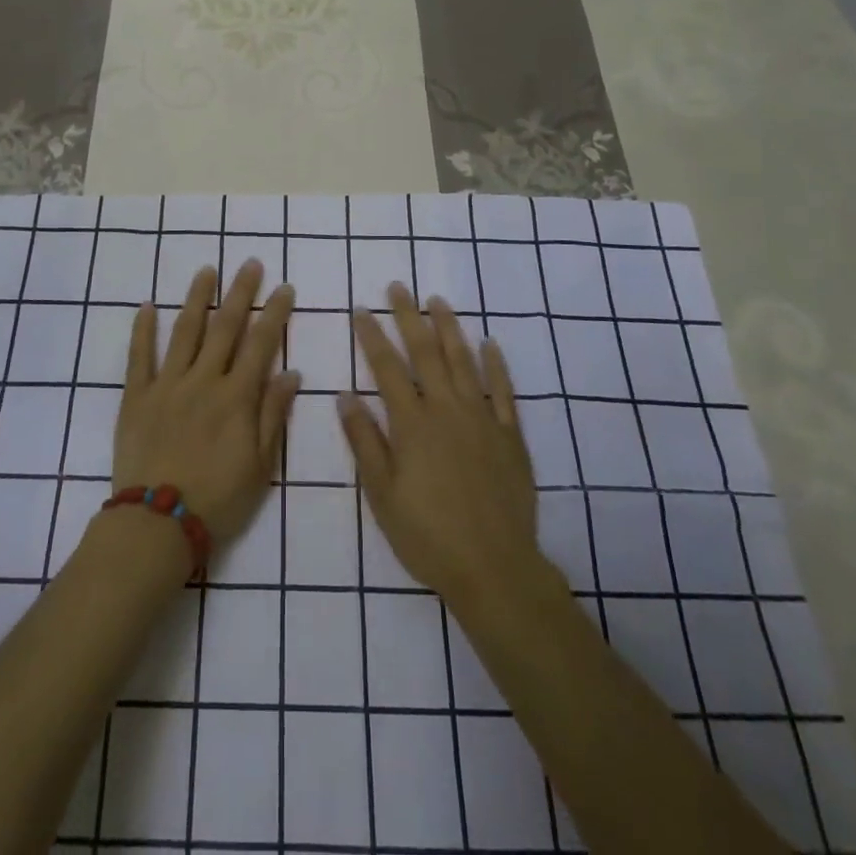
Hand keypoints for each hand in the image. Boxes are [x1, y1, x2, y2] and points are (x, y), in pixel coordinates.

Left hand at [115, 260, 298, 542]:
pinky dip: (143, 329)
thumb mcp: (260, 465)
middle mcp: (203, 380)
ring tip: (206, 270)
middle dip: (240, 293)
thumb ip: (273, 415)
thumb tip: (291, 372)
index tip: (284, 287)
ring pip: (184, 331)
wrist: (157, 523)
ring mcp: (167, 384)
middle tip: (250, 263)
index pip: (261, 344)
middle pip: (225, 327)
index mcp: (236, 397)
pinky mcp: (136, 396)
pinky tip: (147, 305)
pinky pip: (139, 356)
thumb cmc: (217, 499)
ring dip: (196, 298)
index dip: (275, 314)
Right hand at [341, 284, 543, 605]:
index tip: (361, 309)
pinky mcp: (510, 435)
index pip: (387, 368)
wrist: (494, 568)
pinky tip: (489, 343)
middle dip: (409, 317)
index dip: (372, 336)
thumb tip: (345, 395)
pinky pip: (504, 391)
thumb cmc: (428, 535)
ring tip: (438, 300)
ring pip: (464, 361)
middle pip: (426, 353)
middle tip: (399, 287)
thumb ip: (364, 441)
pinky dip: (496, 364)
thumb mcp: (382, 494)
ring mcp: (483, 419)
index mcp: (412, 423)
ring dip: (449, 328)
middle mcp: (447, 409)